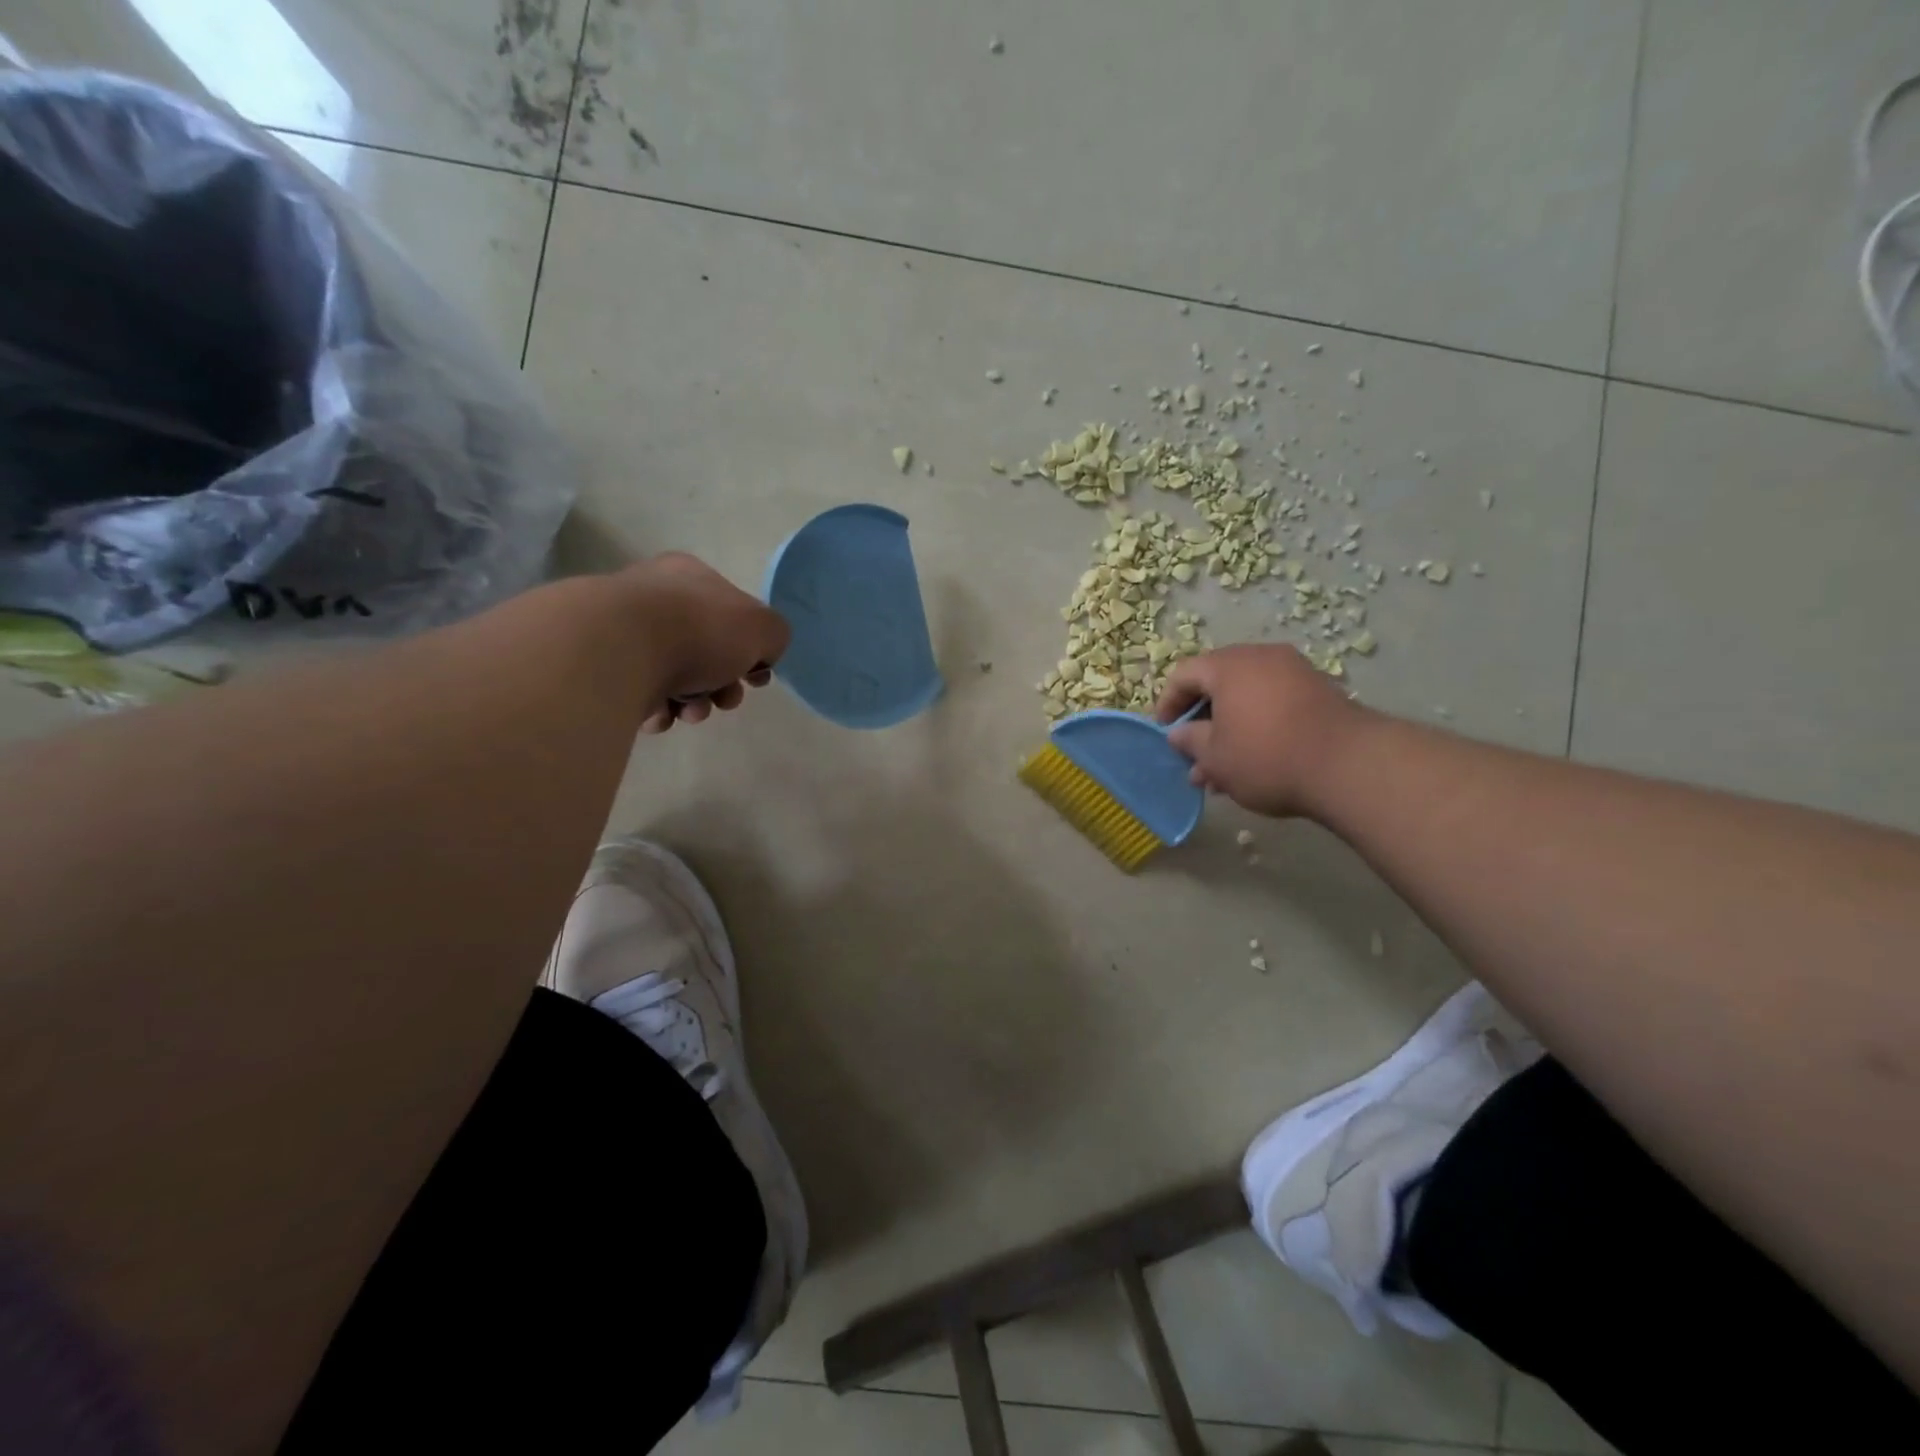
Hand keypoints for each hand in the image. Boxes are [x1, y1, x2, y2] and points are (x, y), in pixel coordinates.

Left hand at [617, 553, 789, 732]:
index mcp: (690, 576)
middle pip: (705, 650)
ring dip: (694, 702)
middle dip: (722, 684)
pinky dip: (658, 709)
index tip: (756, 678)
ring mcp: (623, 631)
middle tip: (724, 699)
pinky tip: (662, 714)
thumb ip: (774, 636)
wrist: (622, 651)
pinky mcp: (602, 666)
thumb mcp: (764, 627)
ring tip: (691, 711)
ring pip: (674, 676)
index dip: (751, 651)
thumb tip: (761, 653)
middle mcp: (653, 596)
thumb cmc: (700, 630)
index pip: (731, 614)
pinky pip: (641, 693)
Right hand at [1153, 644, 1361, 817]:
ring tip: (1223, 769)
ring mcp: (1295, 671)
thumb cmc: (1266, 756)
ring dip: (1229, 727)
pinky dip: (1258, 724)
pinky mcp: (1320, 691)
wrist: (1349, 766)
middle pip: (1217, 682)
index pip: (1184, 674)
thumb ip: (1190, 742)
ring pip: (1247, 696)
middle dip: (1201, 720)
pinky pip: (1274, 702)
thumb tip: (1179, 734)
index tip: (1165, 734)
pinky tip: (1256, 761)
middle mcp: (1261, 657)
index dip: (1168, 704)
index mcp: (1228, 665)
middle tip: (1194, 754)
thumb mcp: (1215, 757)